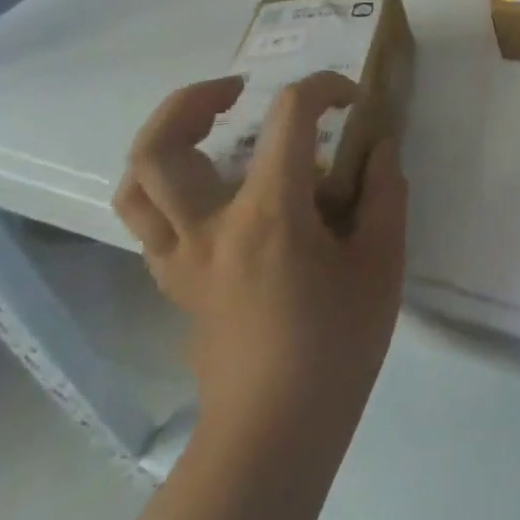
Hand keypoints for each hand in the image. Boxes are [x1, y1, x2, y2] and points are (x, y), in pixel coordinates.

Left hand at [112, 73, 407, 440]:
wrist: (275, 431)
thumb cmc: (337, 344)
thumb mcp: (383, 261)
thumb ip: (385, 192)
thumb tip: (379, 147)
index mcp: (268, 214)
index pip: (288, 116)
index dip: (324, 88)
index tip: (353, 101)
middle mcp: (208, 227)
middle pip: (161, 145)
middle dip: (195, 99)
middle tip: (240, 92)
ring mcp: (181, 258)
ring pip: (135, 184)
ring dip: (165, 138)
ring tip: (209, 127)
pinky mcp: (174, 283)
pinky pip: (148, 222)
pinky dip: (165, 187)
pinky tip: (209, 187)